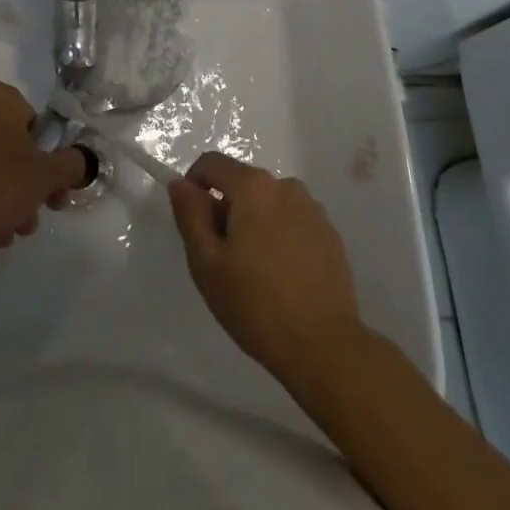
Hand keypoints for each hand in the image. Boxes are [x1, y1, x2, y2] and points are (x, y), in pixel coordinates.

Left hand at [0, 80, 88, 264]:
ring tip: (8, 236)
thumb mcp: (49, 175)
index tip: (51, 185)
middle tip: (34, 216)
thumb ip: (71, 163)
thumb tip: (77, 161)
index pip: (34, 121)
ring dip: (6, 199)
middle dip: (26, 185)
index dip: (47, 155)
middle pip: (11, 147)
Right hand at [168, 152, 364, 386]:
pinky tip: (282, 277)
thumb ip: (190, 215)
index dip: (193, 186)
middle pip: (242, 183)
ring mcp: (312, 208)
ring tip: (254, 272)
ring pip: (268, 203)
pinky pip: (292, 221)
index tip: (193, 225)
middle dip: (225, 210)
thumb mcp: (206, 263)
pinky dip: (279, 236)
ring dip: (254, 223)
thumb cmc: (255, 304)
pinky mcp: (330, 233)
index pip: (211, 163)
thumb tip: (180, 183)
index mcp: (253, 187)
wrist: (324, 346)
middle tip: (222, 259)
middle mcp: (285, 186)